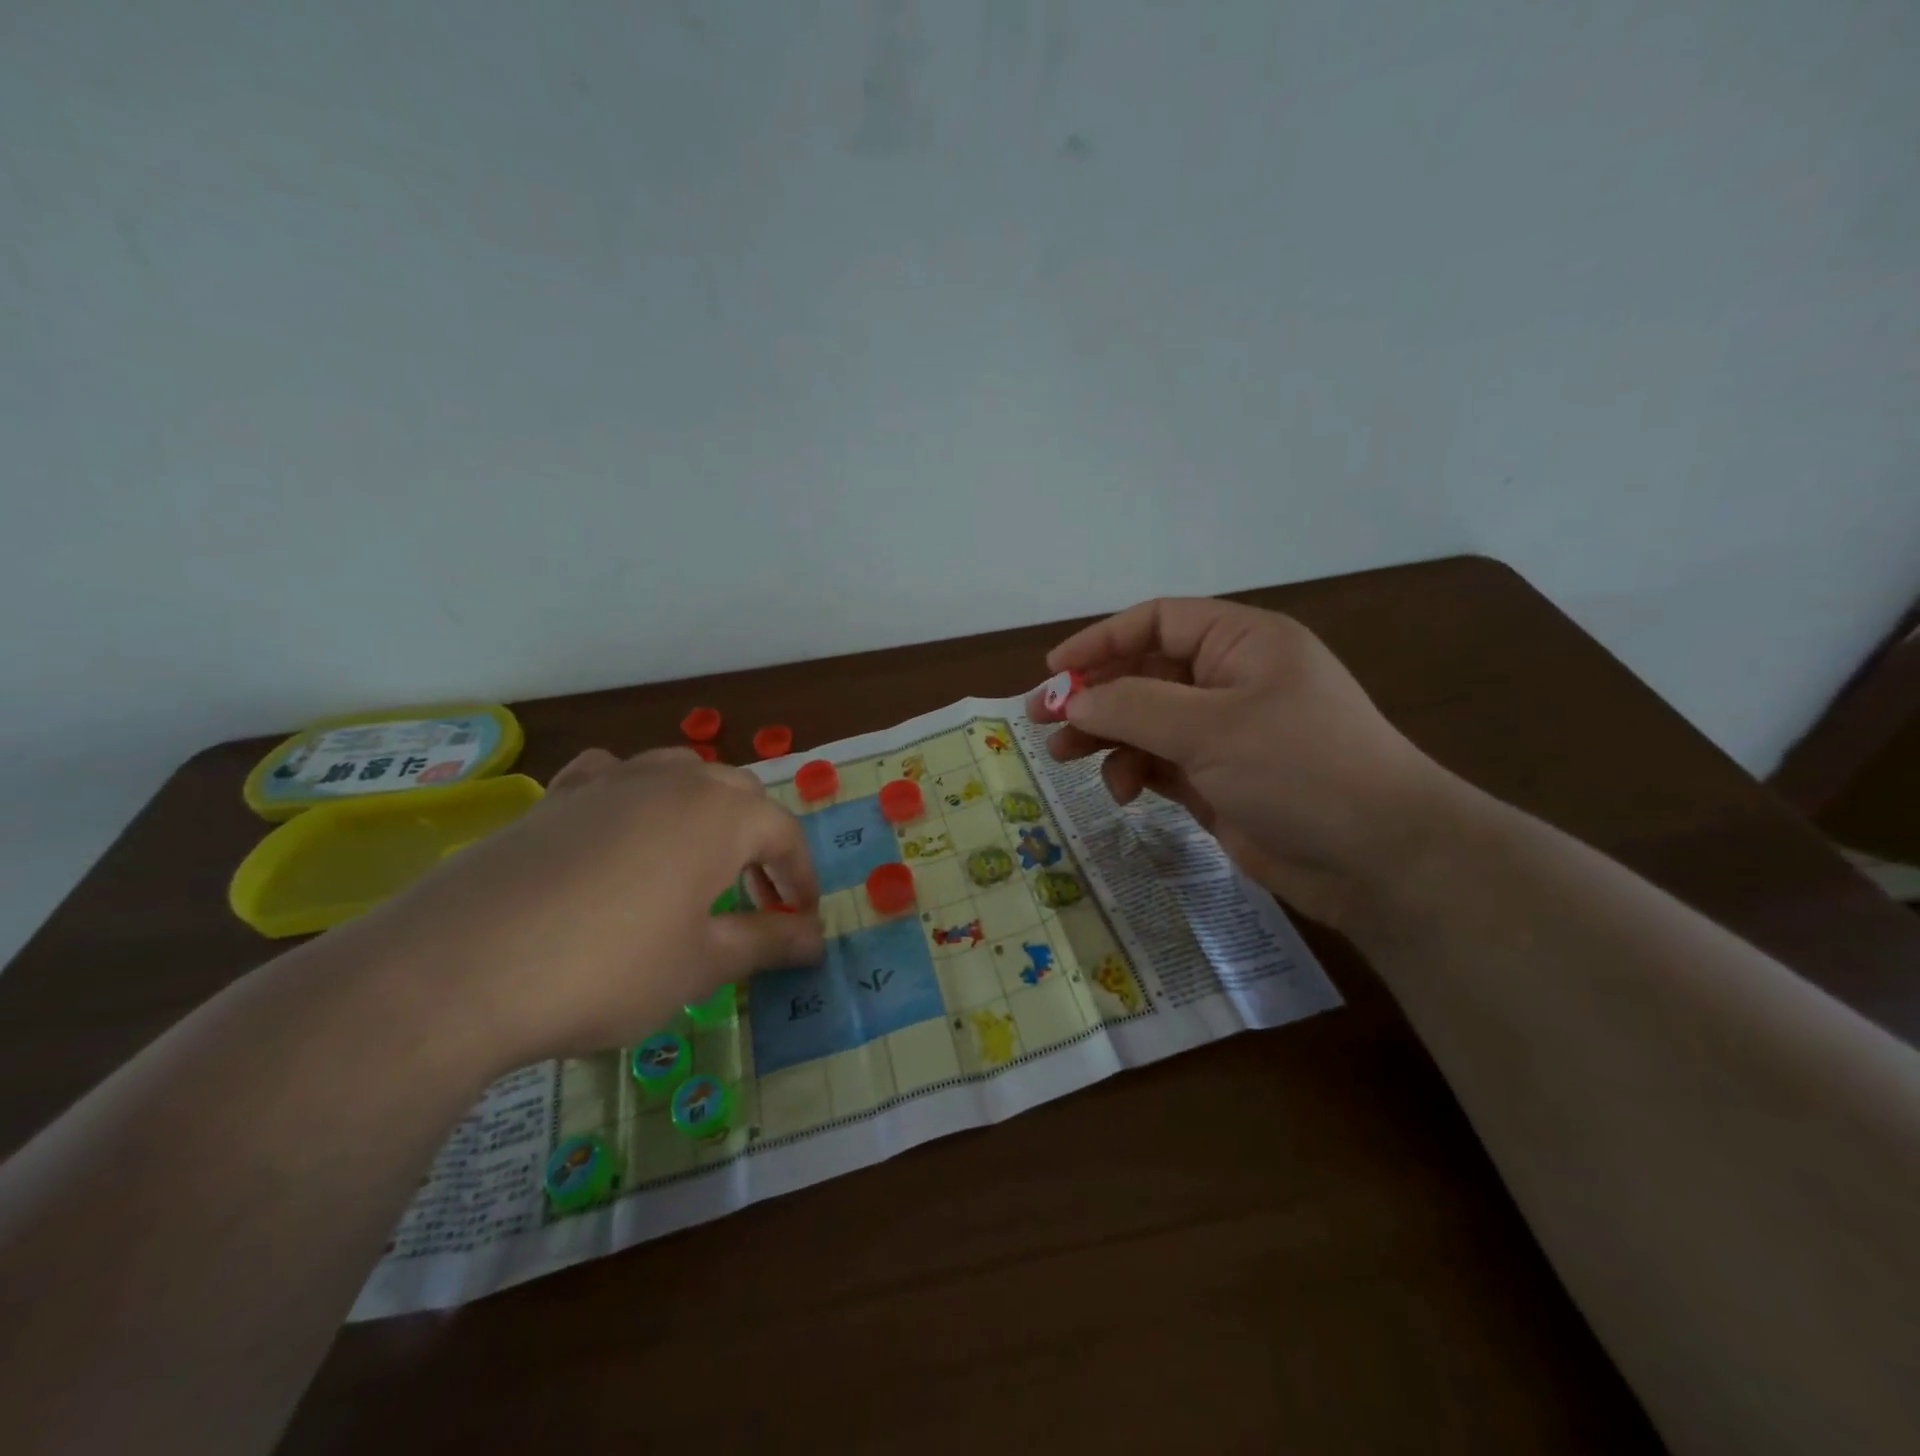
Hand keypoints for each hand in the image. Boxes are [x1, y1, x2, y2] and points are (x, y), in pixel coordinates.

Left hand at [342, 748, 824, 1068]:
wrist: (457, 971)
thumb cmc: (607, 968)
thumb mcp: (700, 965)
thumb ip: (766, 942)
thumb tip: (817, 939)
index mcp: (721, 814)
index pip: (784, 834)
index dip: (800, 878)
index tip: (802, 920)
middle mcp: (672, 782)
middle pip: (739, 794)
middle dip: (759, 841)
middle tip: (756, 897)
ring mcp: (609, 783)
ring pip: (679, 773)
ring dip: (704, 810)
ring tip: (697, 860)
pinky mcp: (554, 799)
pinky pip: (611, 778)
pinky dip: (632, 797)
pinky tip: (619, 828)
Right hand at [1040, 598, 1458, 928]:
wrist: (1377, 859)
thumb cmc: (1298, 768)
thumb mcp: (1209, 728)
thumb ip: (1131, 707)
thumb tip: (1071, 701)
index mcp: (1241, 642)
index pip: (1157, 621)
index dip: (1100, 641)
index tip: (1054, 673)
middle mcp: (1231, 679)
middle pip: (1144, 673)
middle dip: (1094, 697)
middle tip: (1043, 722)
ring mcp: (1224, 733)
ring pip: (1145, 721)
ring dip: (1106, 737)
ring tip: (1066, 758)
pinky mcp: (1218, 779)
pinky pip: (1159, 762)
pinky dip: (1134, 771)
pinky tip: (1123, 793)